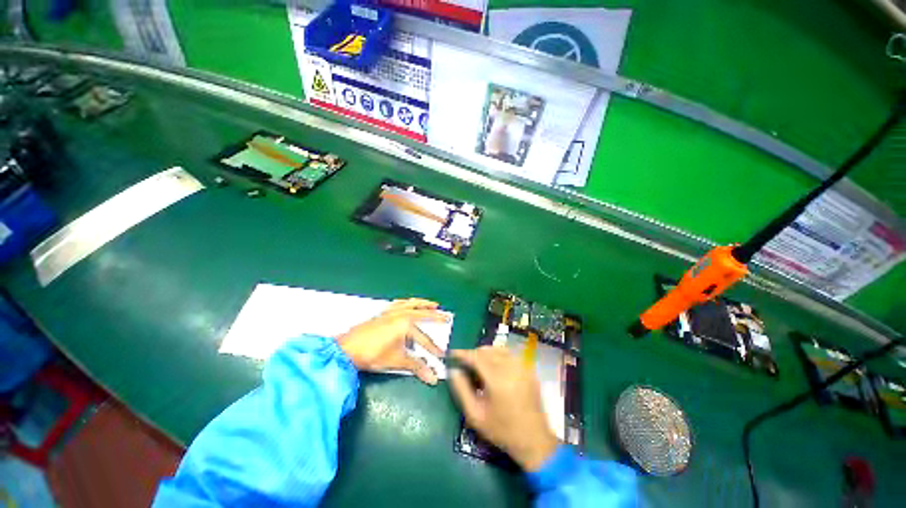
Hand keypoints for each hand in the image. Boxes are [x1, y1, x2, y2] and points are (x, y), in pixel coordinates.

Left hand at [337, 298, 448, 384]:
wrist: (347, 348)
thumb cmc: (373, 354)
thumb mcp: (396, 361)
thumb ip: (416, 367)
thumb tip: (434, 378)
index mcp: (406, 324)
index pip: (424, 339)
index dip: (433, 349)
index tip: (442, 355)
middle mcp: (401, 314)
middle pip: (423, 314)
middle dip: (436, 317)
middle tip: (448, 316)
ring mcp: (392, 311)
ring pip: (412, 304)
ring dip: (424, 304)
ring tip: (434, 304)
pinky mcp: (384, 312)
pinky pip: (400, 303)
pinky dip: (408, 302)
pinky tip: (410, 303)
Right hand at [448, 346, 558, 470]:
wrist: (534, 441)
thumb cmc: (502, 430)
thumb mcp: (475, 415)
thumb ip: (461, 390)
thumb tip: (453, 370)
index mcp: (497, 379)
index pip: (476, 357)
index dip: (463, 353)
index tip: (452, 353)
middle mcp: (511, 367)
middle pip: (487, 351)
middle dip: (474, 353)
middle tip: (465, 363)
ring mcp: (523, 367)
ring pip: (499, 350)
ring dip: (486, 353)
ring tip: (478, 365)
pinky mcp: (529, 370)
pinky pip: (510, 355)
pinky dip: (499, 356)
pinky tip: (494, 368)